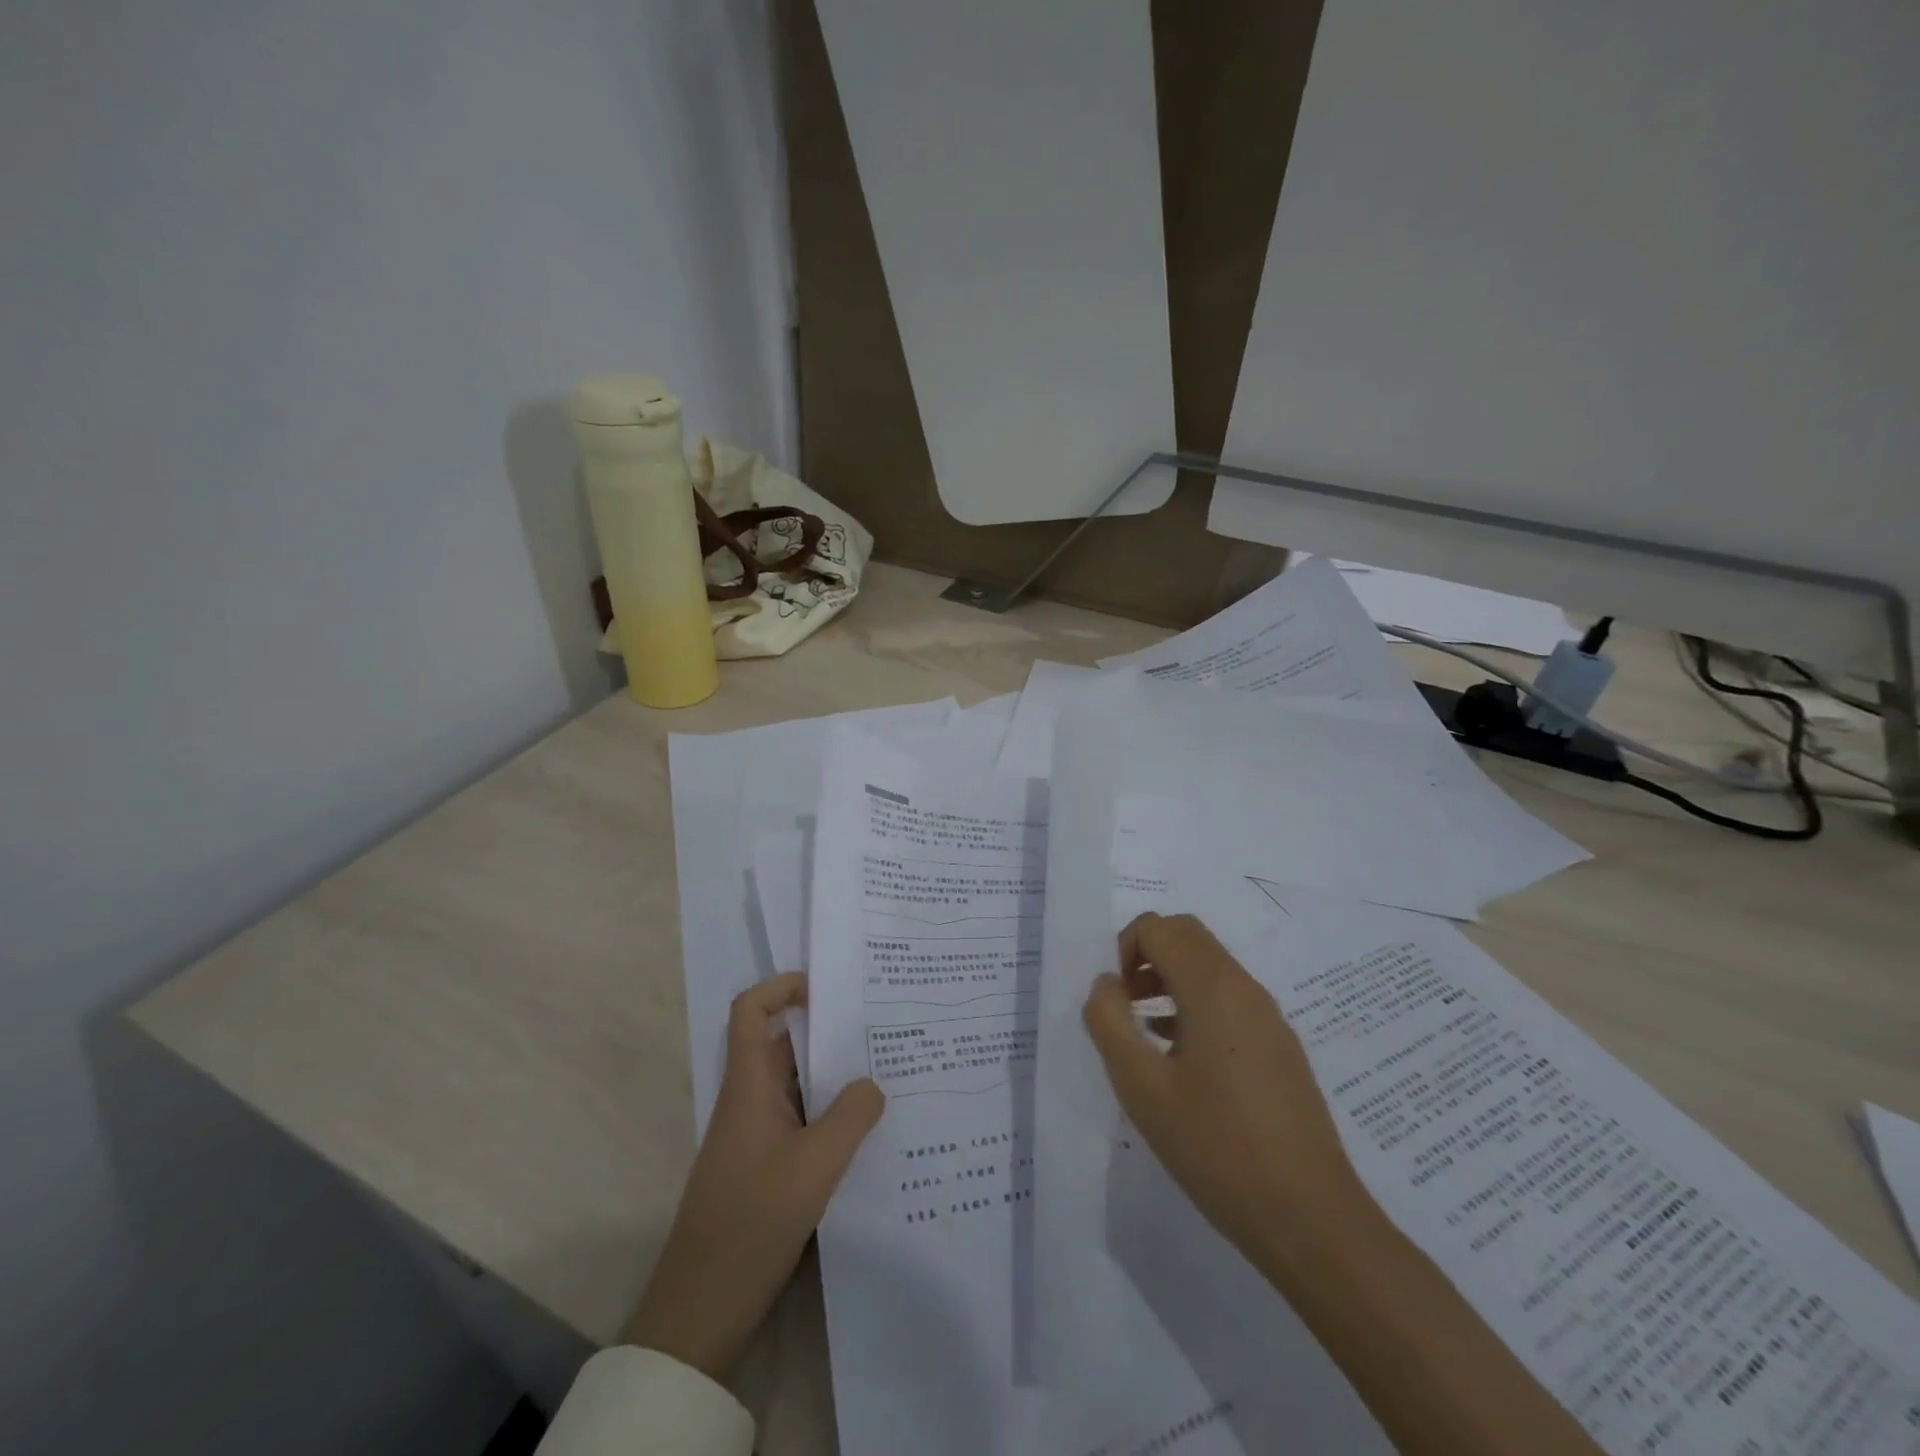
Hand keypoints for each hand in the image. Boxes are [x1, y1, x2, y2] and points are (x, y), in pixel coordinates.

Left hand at [625, 972, 884, 1378]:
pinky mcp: (765, 1166)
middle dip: (828, 1032)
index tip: (826, 988)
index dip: (781, 988)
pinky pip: (800, 1120)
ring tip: (886, 1073)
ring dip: (834, 1076)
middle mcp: (750, 1100)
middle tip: (881, 1027)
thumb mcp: (815, 1166)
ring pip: (797, 1085)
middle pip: (784, 1045)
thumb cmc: (752, 1222)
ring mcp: (756, 1134)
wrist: (702, 1307)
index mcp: (749, 1085)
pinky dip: (830, 1115)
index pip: (750, 1011)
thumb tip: (873, 1083)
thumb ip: (851, 1116)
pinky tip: (867, 1131)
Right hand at [1082, 912, 1369, 1272]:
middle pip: (1187, 936)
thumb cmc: (1218, 1148)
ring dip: (1169, 980)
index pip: (1158, 928)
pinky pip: (1229, 1000)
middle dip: (1146, 956)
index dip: (1123, 949)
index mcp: (1213, 988)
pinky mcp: (1280, 1047)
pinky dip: (1195, 1005)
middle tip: (1125, 1006)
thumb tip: (1106, 984)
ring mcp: (1269, 1018)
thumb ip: (1110, 1023)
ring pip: (1210, 968)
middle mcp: (1245, 988)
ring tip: (1144, 1035)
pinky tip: (1180, 1061)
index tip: (1114, 1001)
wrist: (1312, 1220)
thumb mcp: (1143, 1088)